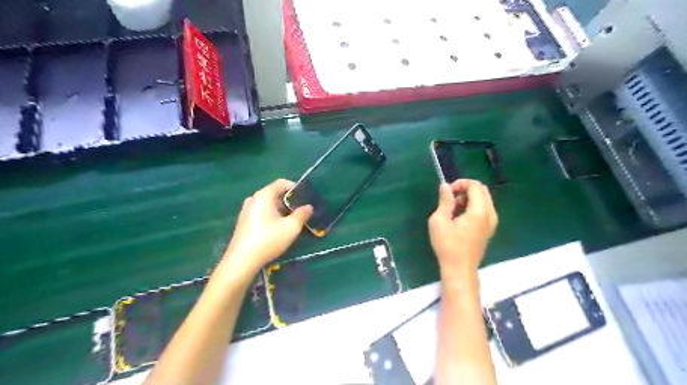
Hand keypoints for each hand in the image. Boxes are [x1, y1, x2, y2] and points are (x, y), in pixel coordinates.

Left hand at [219, 179, 312, 280]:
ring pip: (269, 204)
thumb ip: (302, 214)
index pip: (282, 183)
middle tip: (301, 212)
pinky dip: (272, 216)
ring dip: (282, 210)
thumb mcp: (291, 227)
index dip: (296, 187)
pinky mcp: (244, 221)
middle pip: (275, 194)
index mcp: (263, 196)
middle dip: (290, 201)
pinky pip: (262, 212)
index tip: (306, 198)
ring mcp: (246, 210)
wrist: (242, 261)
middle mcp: (253, 199)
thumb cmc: (268, 240)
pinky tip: (278, 229)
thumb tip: (308, 207)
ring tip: (292, 222)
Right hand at [428, 179, 497, 281]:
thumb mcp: (439, 221)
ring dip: (468, 198)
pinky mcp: (489, 229)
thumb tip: (445, 186)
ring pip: (484, 200)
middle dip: (465, 189)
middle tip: (450, 199)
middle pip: (482, 190)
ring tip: (452, 209)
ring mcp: (492, 223)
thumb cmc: (447, 245)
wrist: (459, 269)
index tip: (447, 193)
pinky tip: (459, 218)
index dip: (460, 183)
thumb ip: (445, 201)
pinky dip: (472, 207)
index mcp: (479, 211)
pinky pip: (484, 209)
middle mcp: (490, 214)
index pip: (475, 186)